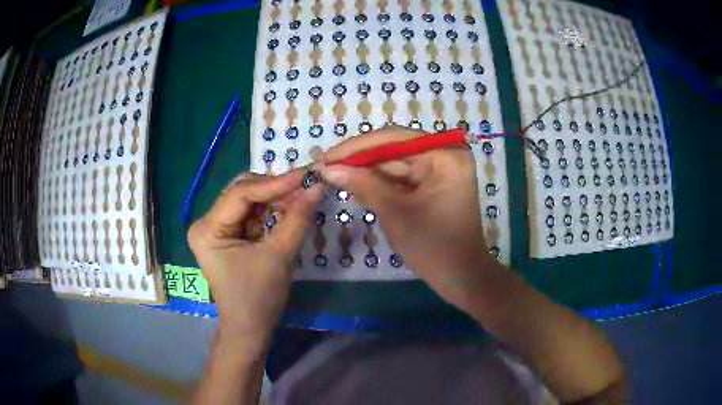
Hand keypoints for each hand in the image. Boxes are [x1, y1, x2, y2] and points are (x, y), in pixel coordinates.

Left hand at [187, 171, 322, 354]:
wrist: (251, 328)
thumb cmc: (259, 297)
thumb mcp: (279, 255)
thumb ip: (297, 218)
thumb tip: (317, 187)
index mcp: (207, 229)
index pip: (240, 195)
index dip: (274, 184)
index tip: (304, 176)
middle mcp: (207, 223)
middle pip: (242, 192)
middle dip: (274, 190)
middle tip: (304, 188)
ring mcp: (216, 228)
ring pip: (249, 201)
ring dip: (275, 199)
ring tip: (301, 200)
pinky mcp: (228, 235)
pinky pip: (251, 214)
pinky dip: (271, 211)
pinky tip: (289, 211)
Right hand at [319, 127, 500, 311]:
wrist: (460, 277)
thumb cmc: (433, 247)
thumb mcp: (395, 213)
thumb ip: (362, 184)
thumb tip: (327, 169)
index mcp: (444, 156)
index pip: (393, 139)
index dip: (356, 148)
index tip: (326, 157)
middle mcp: (445, 154)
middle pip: (393, 149)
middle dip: (359, 160)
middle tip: (325, 166)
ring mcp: (440, 168)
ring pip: (395, 163)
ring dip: (366, 171)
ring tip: (332, 174)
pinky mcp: (434, 183)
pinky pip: (402, 176)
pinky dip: (380, 182)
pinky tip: (354, 184)